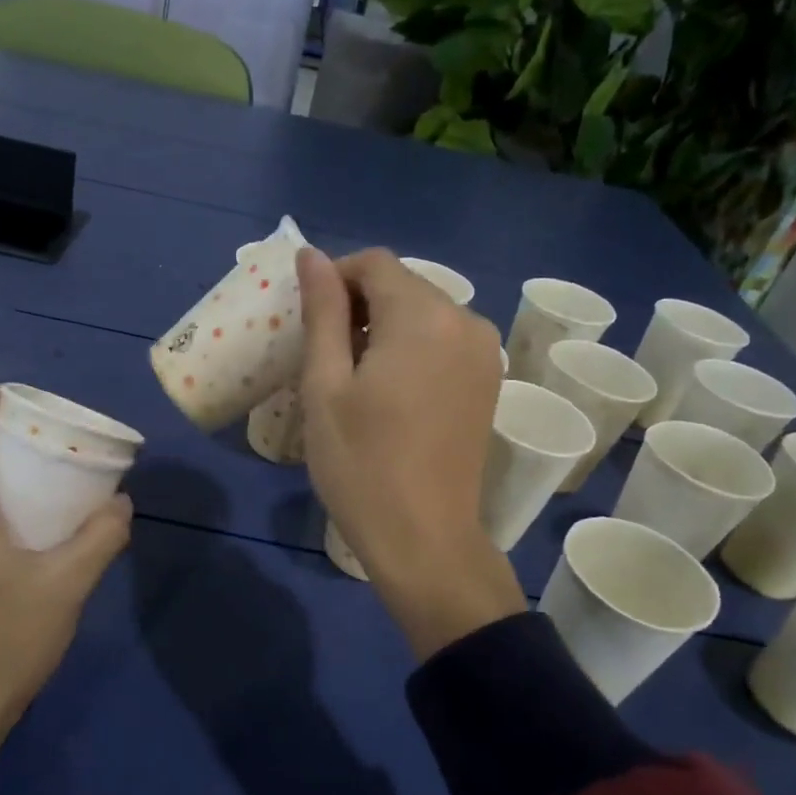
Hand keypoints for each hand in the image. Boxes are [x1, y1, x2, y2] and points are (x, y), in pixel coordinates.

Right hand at [297, 247, 525, 658]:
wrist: (424, 539)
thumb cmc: (361, 464)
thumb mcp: (325, 386)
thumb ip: (322, 312)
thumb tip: (312, 255)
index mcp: (423, 315)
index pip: (374, 264)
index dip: (334, 279)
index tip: (307, 320)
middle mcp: (465, 320)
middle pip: (403, 285)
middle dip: (359, 304)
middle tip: (323, 353)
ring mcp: (484, 353)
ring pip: (424, 313)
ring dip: (385, 327)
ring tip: (352, 376)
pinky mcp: (489, 382)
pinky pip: (444, 341)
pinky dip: (412, 348)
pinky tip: (389, 391)